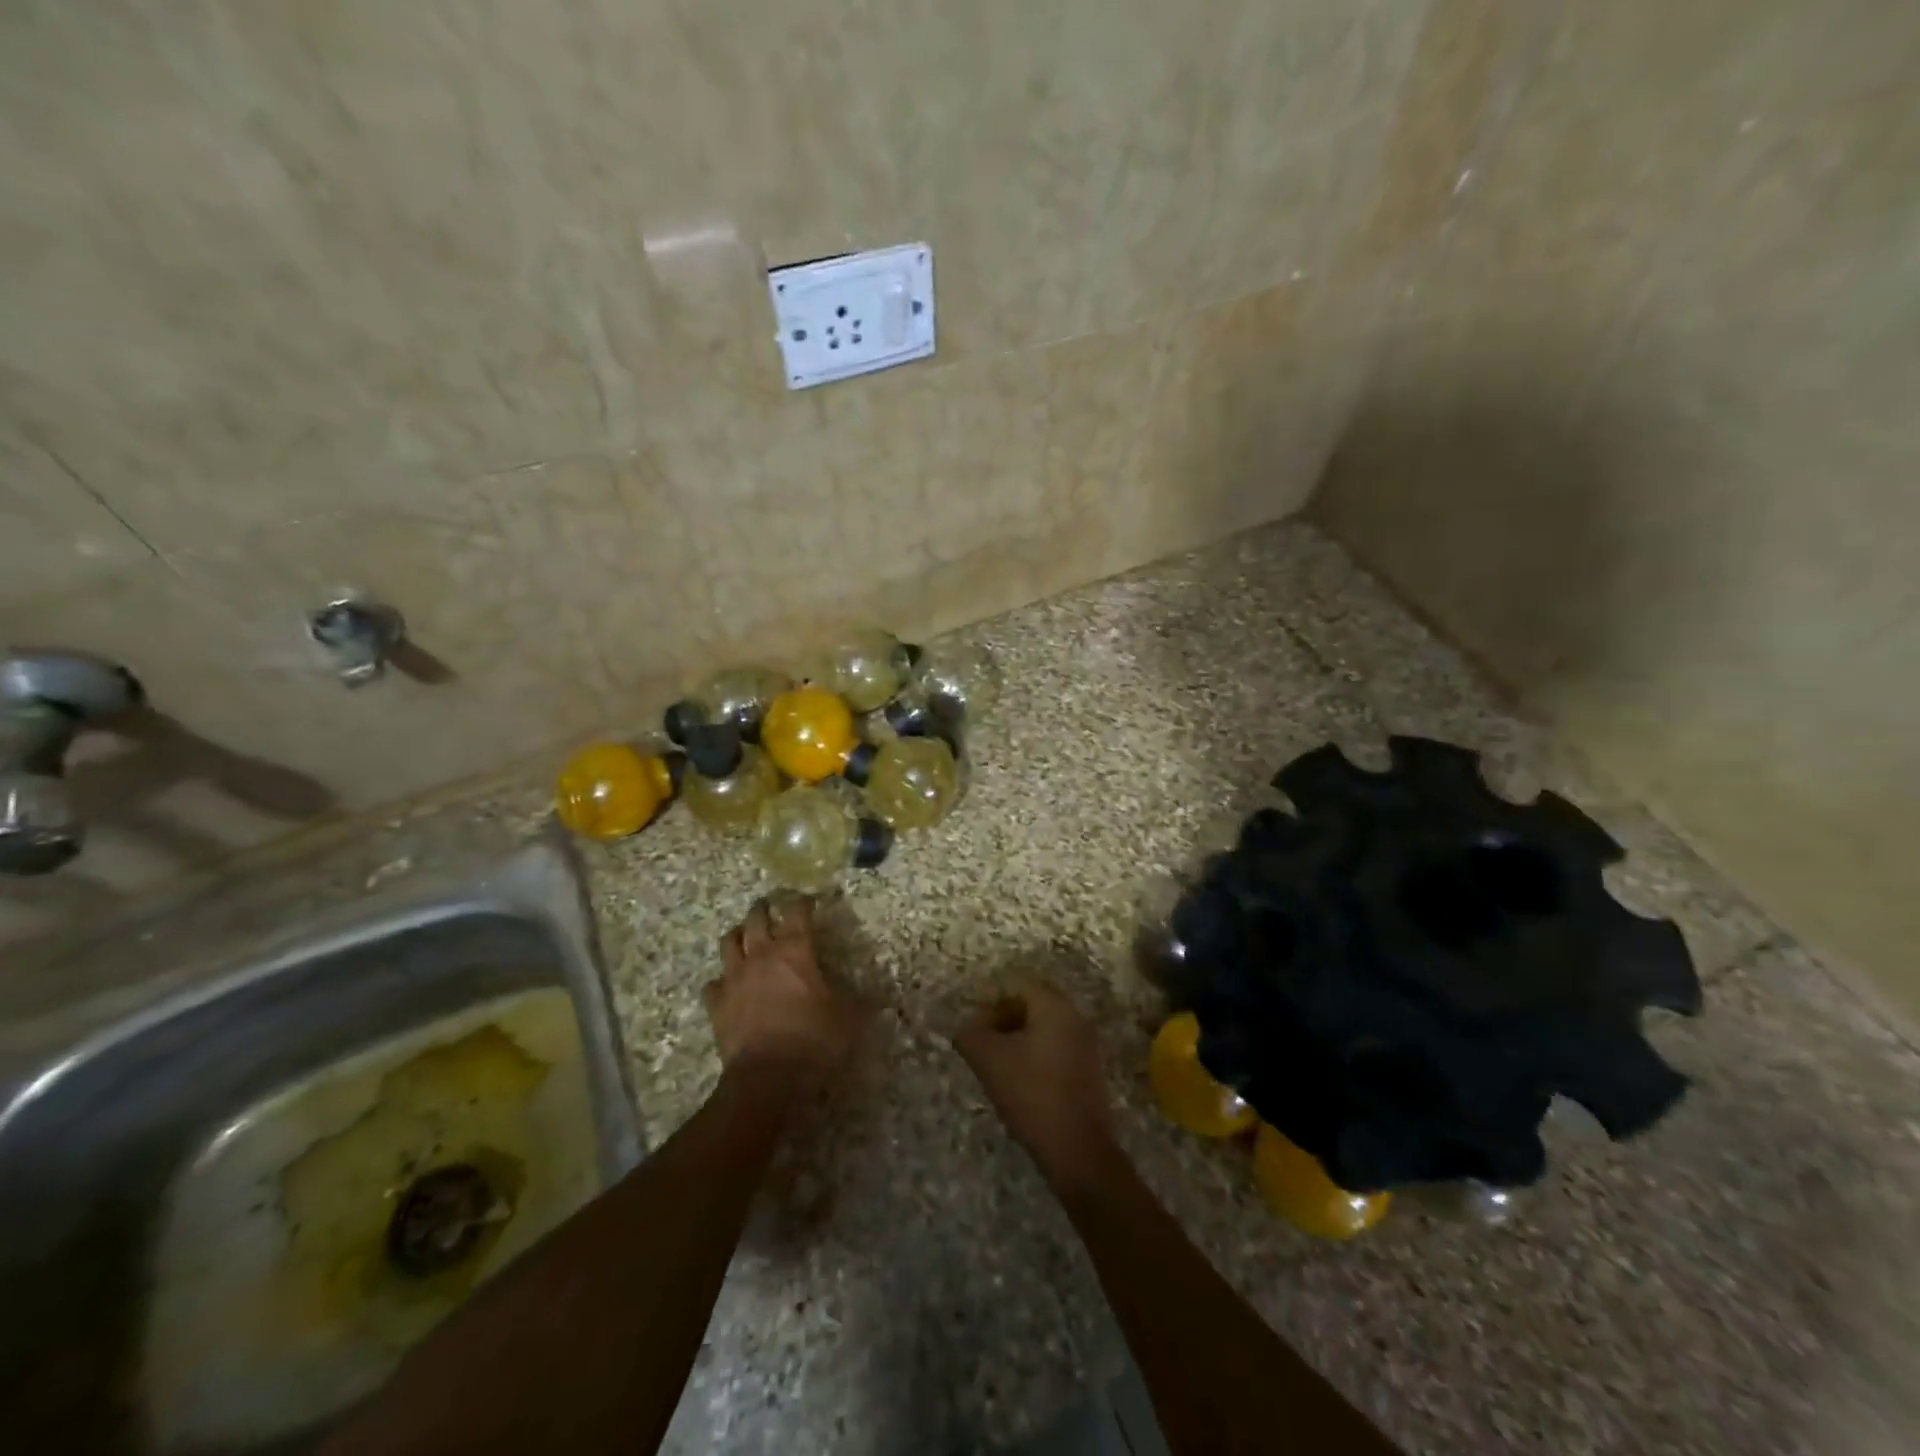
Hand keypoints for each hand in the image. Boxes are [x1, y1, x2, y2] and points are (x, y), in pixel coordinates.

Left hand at [705, 896, 866, 1086]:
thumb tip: (875, 995)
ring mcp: (734, 979)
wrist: (767, 1078)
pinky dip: (721, 981)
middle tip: (769, 905)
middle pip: (756, 919)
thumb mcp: (848, 1018)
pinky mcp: (717, 1005)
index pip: (797, 912)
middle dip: (763, 908)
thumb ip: (858, 1001)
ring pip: (729, 943)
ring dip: (737, 935)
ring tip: (743, 935)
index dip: (803, 902)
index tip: (809, 900)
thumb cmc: (812, 1039)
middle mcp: (761, 956)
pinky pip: (713, 984)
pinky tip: (727, 985)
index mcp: (794, 950)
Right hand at [955, 980, 1117, 1190]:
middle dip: (1002, 1016)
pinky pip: (1056, 1044)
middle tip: (981, 1041)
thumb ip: (971, 1033)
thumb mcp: (989, 1061)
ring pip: (1043, 1024)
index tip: (973, 1025)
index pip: (1016, 982)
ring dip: (1017, 1035)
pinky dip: (1034, 1052)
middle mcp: (1075, 1015)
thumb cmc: (1032, 1095)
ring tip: (996, 1062)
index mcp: (1054, 1006)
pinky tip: (1019, 1078)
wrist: (1078, 1150)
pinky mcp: (1088, 1067)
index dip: (989, 998)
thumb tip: (968, 1025)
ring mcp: (1086, 1042)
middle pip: (1031, 1001)